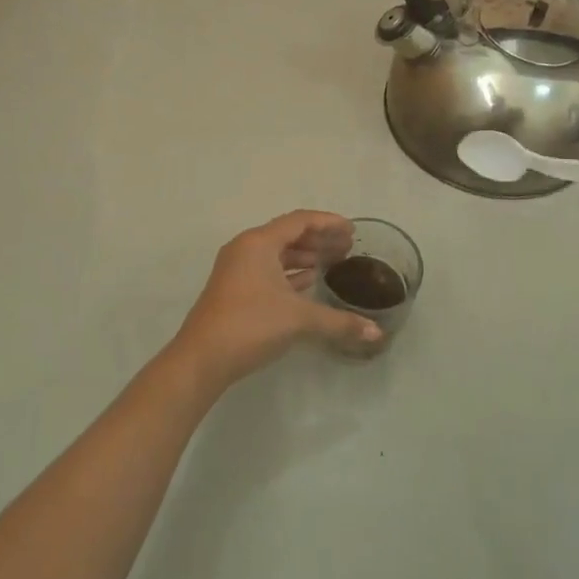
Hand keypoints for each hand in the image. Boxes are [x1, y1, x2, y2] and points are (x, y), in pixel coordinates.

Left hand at [169, 211, 382, 394]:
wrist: (202, 358)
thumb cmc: (250, 325)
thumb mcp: (298, 319)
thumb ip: (339, 322)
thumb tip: (377, 333)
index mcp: (259, 242)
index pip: (299, 221)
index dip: (328, 223)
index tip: (352, 230)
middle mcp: (246, 248)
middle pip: (288, 234)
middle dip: (319, 239)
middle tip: (348, 247)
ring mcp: (237, 269)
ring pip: (277, 253)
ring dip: (304, 256)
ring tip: (333, 262)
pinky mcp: (235, 289)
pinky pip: (268, 270)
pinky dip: (290, 272)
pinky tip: (308, 282)